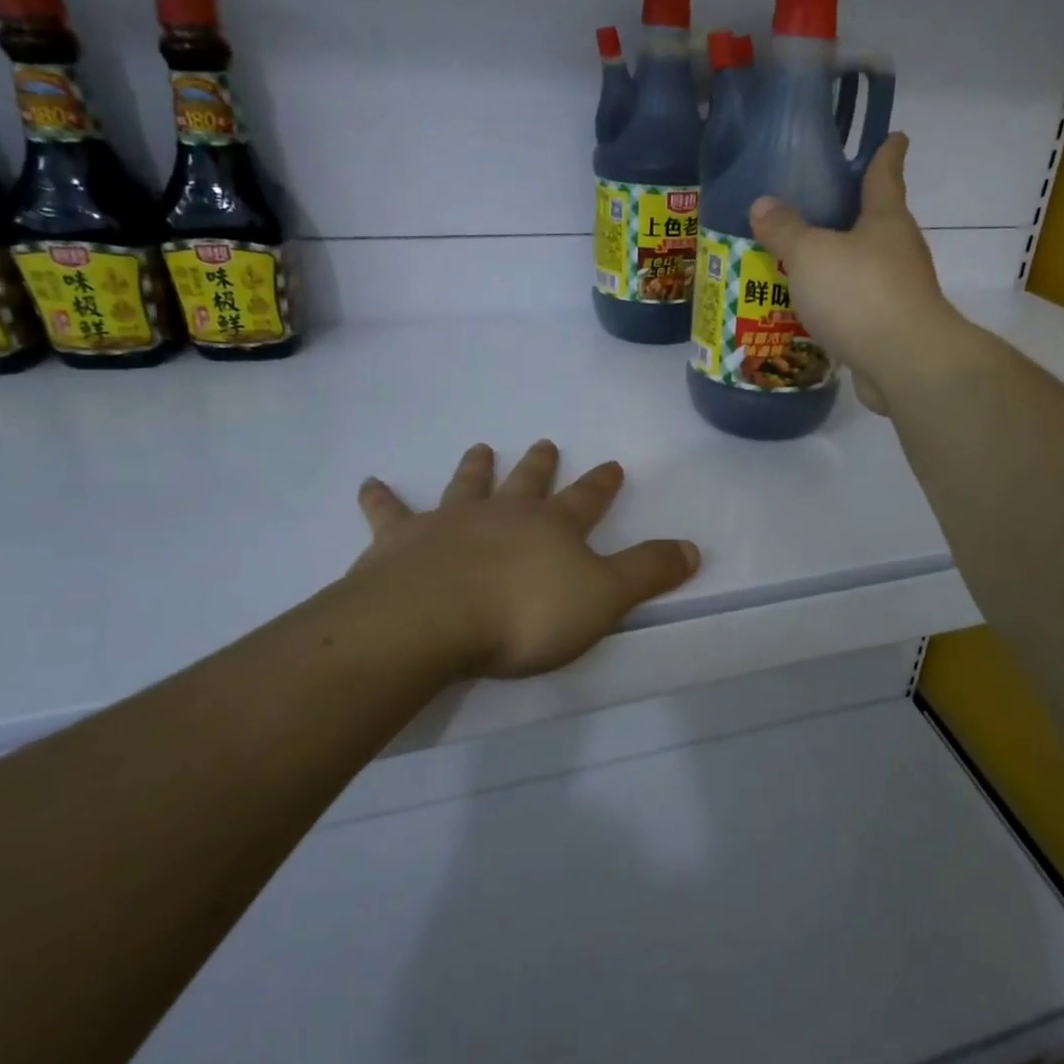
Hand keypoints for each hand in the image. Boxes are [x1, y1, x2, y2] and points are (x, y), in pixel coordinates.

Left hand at [349, 441, 699, 679]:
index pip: (587, 499)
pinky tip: (368, 483)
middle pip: (527, 482)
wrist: (434, 619)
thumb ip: (648, 572)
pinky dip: (380, 498)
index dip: (602, 484)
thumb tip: (695, 548)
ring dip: (476, 467)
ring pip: (467, 486)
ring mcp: (451, 522)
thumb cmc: (526, 613)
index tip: (612, 465)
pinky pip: (389, 513)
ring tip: (481, 448)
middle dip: (540, 465)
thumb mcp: (604, 598)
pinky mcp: (401, 540)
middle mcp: (504, 514)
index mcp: (552, 528)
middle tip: (545, 443)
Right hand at [747, 134, 970, 414]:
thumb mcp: (810, 254)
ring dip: (840, 265)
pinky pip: (858, 307)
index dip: (887, 152)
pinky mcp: (890, 329)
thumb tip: (763, 204)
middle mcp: (899, 250)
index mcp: (885, 219)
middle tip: (816, 209)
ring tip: (801, 265)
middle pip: (876, 222)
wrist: (905, 363)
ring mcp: (899, 292)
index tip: (894, 136)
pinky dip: (838, 305)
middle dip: (851, 214)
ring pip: (864, 268)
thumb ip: (785, 229)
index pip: (886, 172)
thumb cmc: (860, 294)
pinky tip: (812, 312)